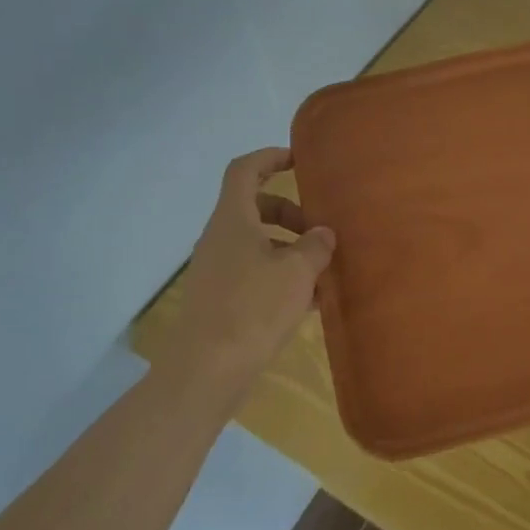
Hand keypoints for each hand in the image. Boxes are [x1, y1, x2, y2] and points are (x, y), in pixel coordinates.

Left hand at [172, 148, 336, 396]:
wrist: (206, 371)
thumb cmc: (253, 309)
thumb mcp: (297, 272)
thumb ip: (315, 246)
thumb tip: (322, 234)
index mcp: (233, 219)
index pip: (245, 170)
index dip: (270, 157)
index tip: (299, 160)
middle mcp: (219, 238)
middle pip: (255, 207)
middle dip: (291, 213)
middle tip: (320, 231)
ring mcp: (216, 269)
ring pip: (257, 243)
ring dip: (289, 248)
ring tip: (321, 271)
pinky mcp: (219, 299)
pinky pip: (253, 272)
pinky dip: (279, 275)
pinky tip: (307, 301)